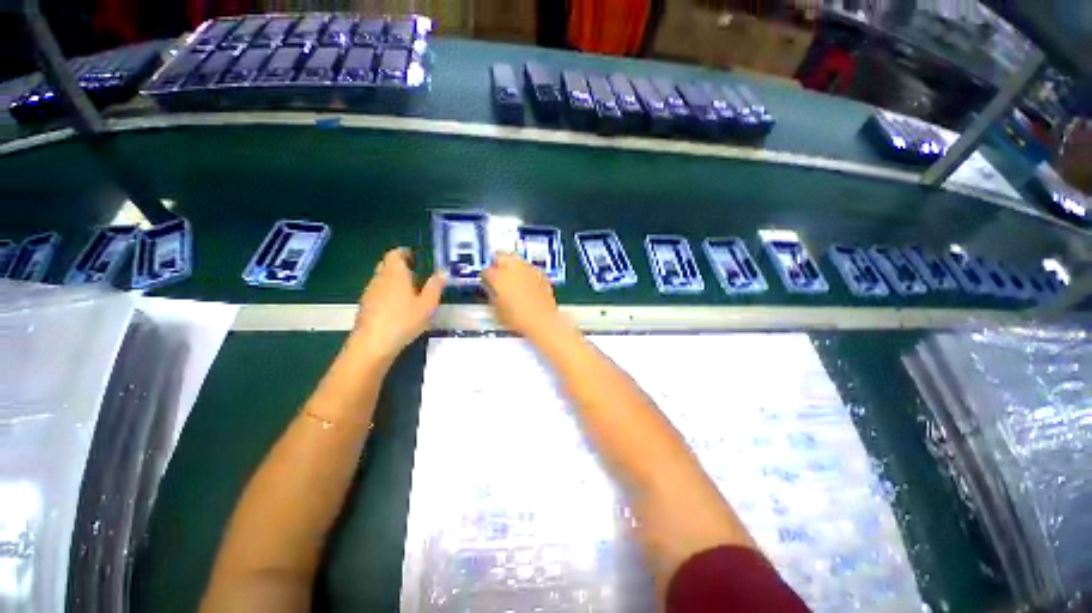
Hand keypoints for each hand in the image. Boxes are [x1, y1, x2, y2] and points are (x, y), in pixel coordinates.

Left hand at [349, 248, 444, 361]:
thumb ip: (435, 286)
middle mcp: (380, 279)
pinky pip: (378, 292)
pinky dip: (388, 293)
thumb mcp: (427, 304)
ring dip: (394, 280)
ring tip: (410, 292)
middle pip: (386, 264)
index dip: (404, 253)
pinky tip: (398, 307)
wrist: (373, 344)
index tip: (415, 257)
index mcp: (395, 274)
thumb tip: (443, 272)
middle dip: (400, 266)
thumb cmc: (404, 320)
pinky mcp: (365, 306)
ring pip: (381, 279)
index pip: (395, 254)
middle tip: (415, 274)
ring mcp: (370, 293)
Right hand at [482, 253, 564, 338]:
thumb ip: (491, 294)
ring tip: (512, 277)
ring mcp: (529, 270)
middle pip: (502, 256)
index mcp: (499, 277)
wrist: (542, 322)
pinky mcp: (541, 275)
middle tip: (497, 273)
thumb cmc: (518, 319)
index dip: (484, 277)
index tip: (486, 282)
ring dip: (513, 265)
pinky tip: (526, 282)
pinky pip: (530, 268)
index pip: (486, 270)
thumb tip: (490, 289)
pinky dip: (526, 272)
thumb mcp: (497, 310)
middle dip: (498, 263)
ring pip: (518, 259)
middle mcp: (514, 269)